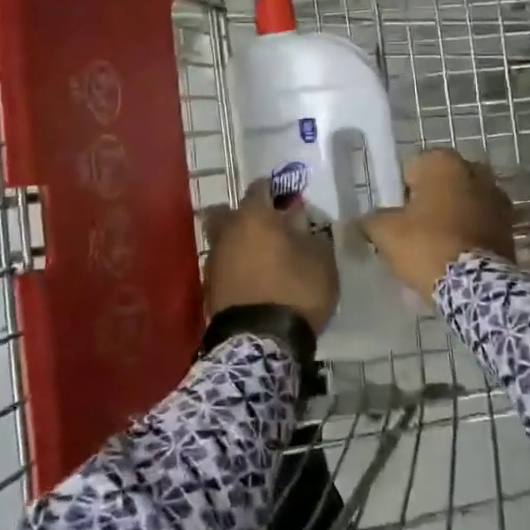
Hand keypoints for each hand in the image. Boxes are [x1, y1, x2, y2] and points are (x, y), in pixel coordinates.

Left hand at [203, 181, 338, 333]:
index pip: (259, 188)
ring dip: (238, 243)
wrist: (260, 341)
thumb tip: (298, 220)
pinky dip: (235, 267)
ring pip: (223, 240)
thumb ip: (310, 233)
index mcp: (254, 217)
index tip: (287, 198)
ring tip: (262, 257)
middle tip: (266, 226)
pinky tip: (252, 279)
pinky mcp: (209, 288)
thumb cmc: (295, 290)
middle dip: (243, 214)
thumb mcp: (320, 260)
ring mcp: (214, 261)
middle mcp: (227, 232)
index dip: (274, 190)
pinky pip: (223, 266)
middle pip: (227, 212)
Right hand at [361, 149, 515, 299]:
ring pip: (462, 202)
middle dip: (429, 201)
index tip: (397, 215)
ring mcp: (497, 197)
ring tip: (434, 246)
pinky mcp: (509, 225)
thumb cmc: (426, 245)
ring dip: (450, 216)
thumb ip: (371, 219)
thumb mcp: (386, 232)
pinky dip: (467, 232)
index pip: (412, 167)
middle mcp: (476, 170)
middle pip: (441, 184)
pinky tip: (454, 255)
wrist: (476, 286)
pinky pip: (479, 222)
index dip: (401, 191)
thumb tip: (366, 220)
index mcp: (444, 162)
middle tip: (413, 230)